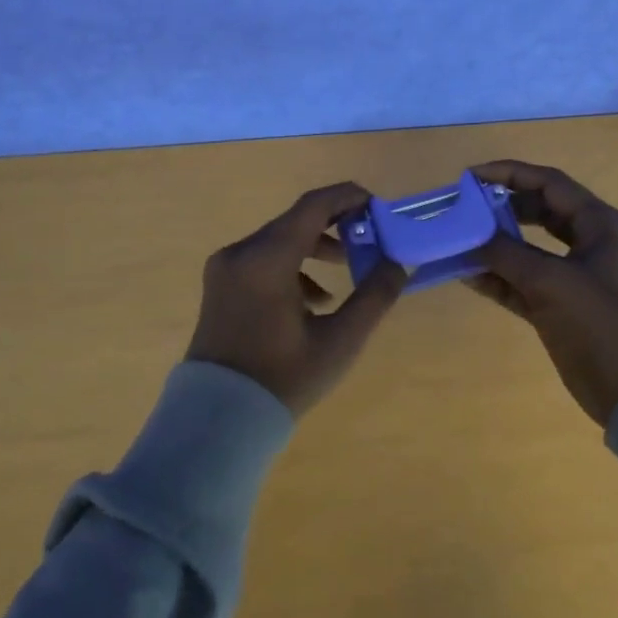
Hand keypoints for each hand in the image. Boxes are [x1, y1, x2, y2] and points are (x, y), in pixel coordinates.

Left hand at [187, 182, 406, 416]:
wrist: (219, 420)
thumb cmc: (283, 379)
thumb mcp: (339, 341)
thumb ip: (373, 296)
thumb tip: (398, 263)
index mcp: (266, 259)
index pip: (312, 206)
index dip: (348, 197)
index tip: (377, 206)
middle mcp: (240, 252)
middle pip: (295, 221)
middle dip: (335, 225)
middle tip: (369, 239)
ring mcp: (224, 267)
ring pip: (278, 240)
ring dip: (314, 247)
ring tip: (345, 272)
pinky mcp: (219, 284)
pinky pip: (261, 259)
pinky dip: (291, 266)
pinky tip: (312, 300)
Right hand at [465, 160, 617, 426]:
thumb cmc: (601, 323)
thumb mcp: (551, 282)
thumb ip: (506, 254)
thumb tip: (470, 236)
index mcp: (599, 224)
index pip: (549, 184)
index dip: (509, 174)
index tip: (471, 176)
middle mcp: (589, 242)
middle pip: (538, 212)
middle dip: (500, 209)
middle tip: (464, 209)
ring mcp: (575, 275)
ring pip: (528, 248)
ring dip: (495, 245)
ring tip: (459, 240)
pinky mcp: (561, 305)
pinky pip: (524, 281)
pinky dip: (499, 278)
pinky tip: (467, 275)